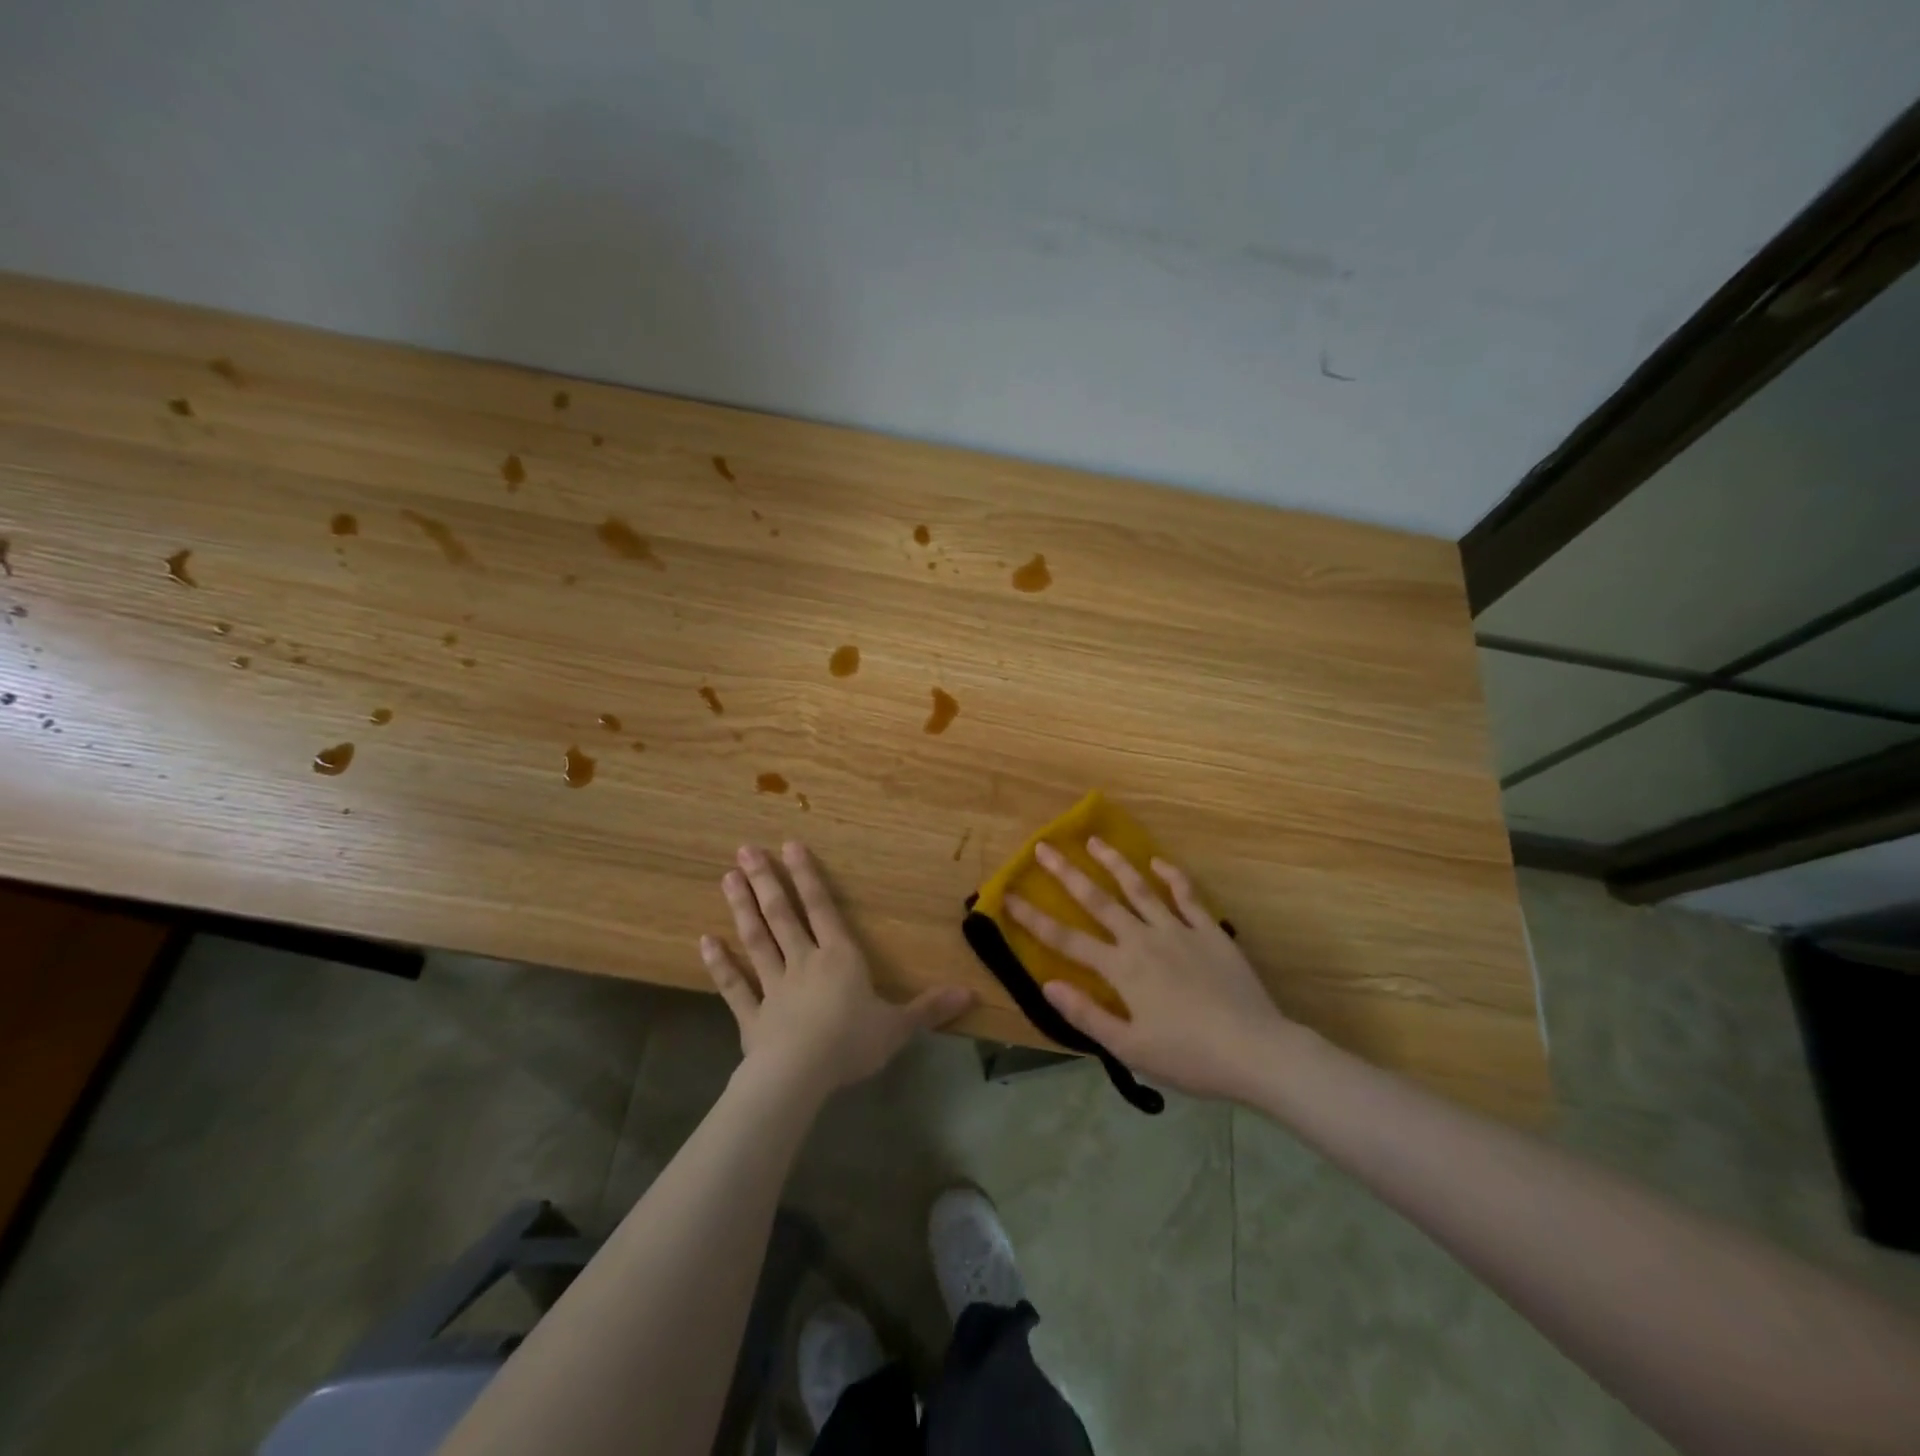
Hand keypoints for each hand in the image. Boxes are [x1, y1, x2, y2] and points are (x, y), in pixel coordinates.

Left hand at [701, 842, 973, 1096]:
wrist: (800, 1075)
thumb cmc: (851, 1043)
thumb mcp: (898, 1026)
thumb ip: (929, 1008)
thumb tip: (969, 994)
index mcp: (839, 958)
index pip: (823, 908)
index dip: (808, 877)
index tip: (790, 845)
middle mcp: (804, 962)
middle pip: (782, 915)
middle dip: (766, 881)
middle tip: (745, 849)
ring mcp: (773, 987)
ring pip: (757, 940)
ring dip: (742, 909)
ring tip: (727, 877)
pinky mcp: (751, 1016)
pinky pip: (734, 986)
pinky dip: (720, 964)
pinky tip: (705, 941)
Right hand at [1007, 838, 1299, 1100]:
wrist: (1256, 1052)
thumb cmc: (1189, 1057)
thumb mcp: (1130, 1047)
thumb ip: (1086, 1015)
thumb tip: (1047, 984)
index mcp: (1121, 969)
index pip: (1066, 939)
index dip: (1033, 918)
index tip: (1008, 895)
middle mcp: (1143, 939)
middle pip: (1098, 901)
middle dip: (1067, 874)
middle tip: (1044, 847)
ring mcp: (1179, 931)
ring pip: (1140, 889)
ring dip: (1114, 863)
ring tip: (1094, 841)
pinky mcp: (1210, 932)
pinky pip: (1187, 896)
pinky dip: (1172, 877)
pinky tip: (1158, 863)